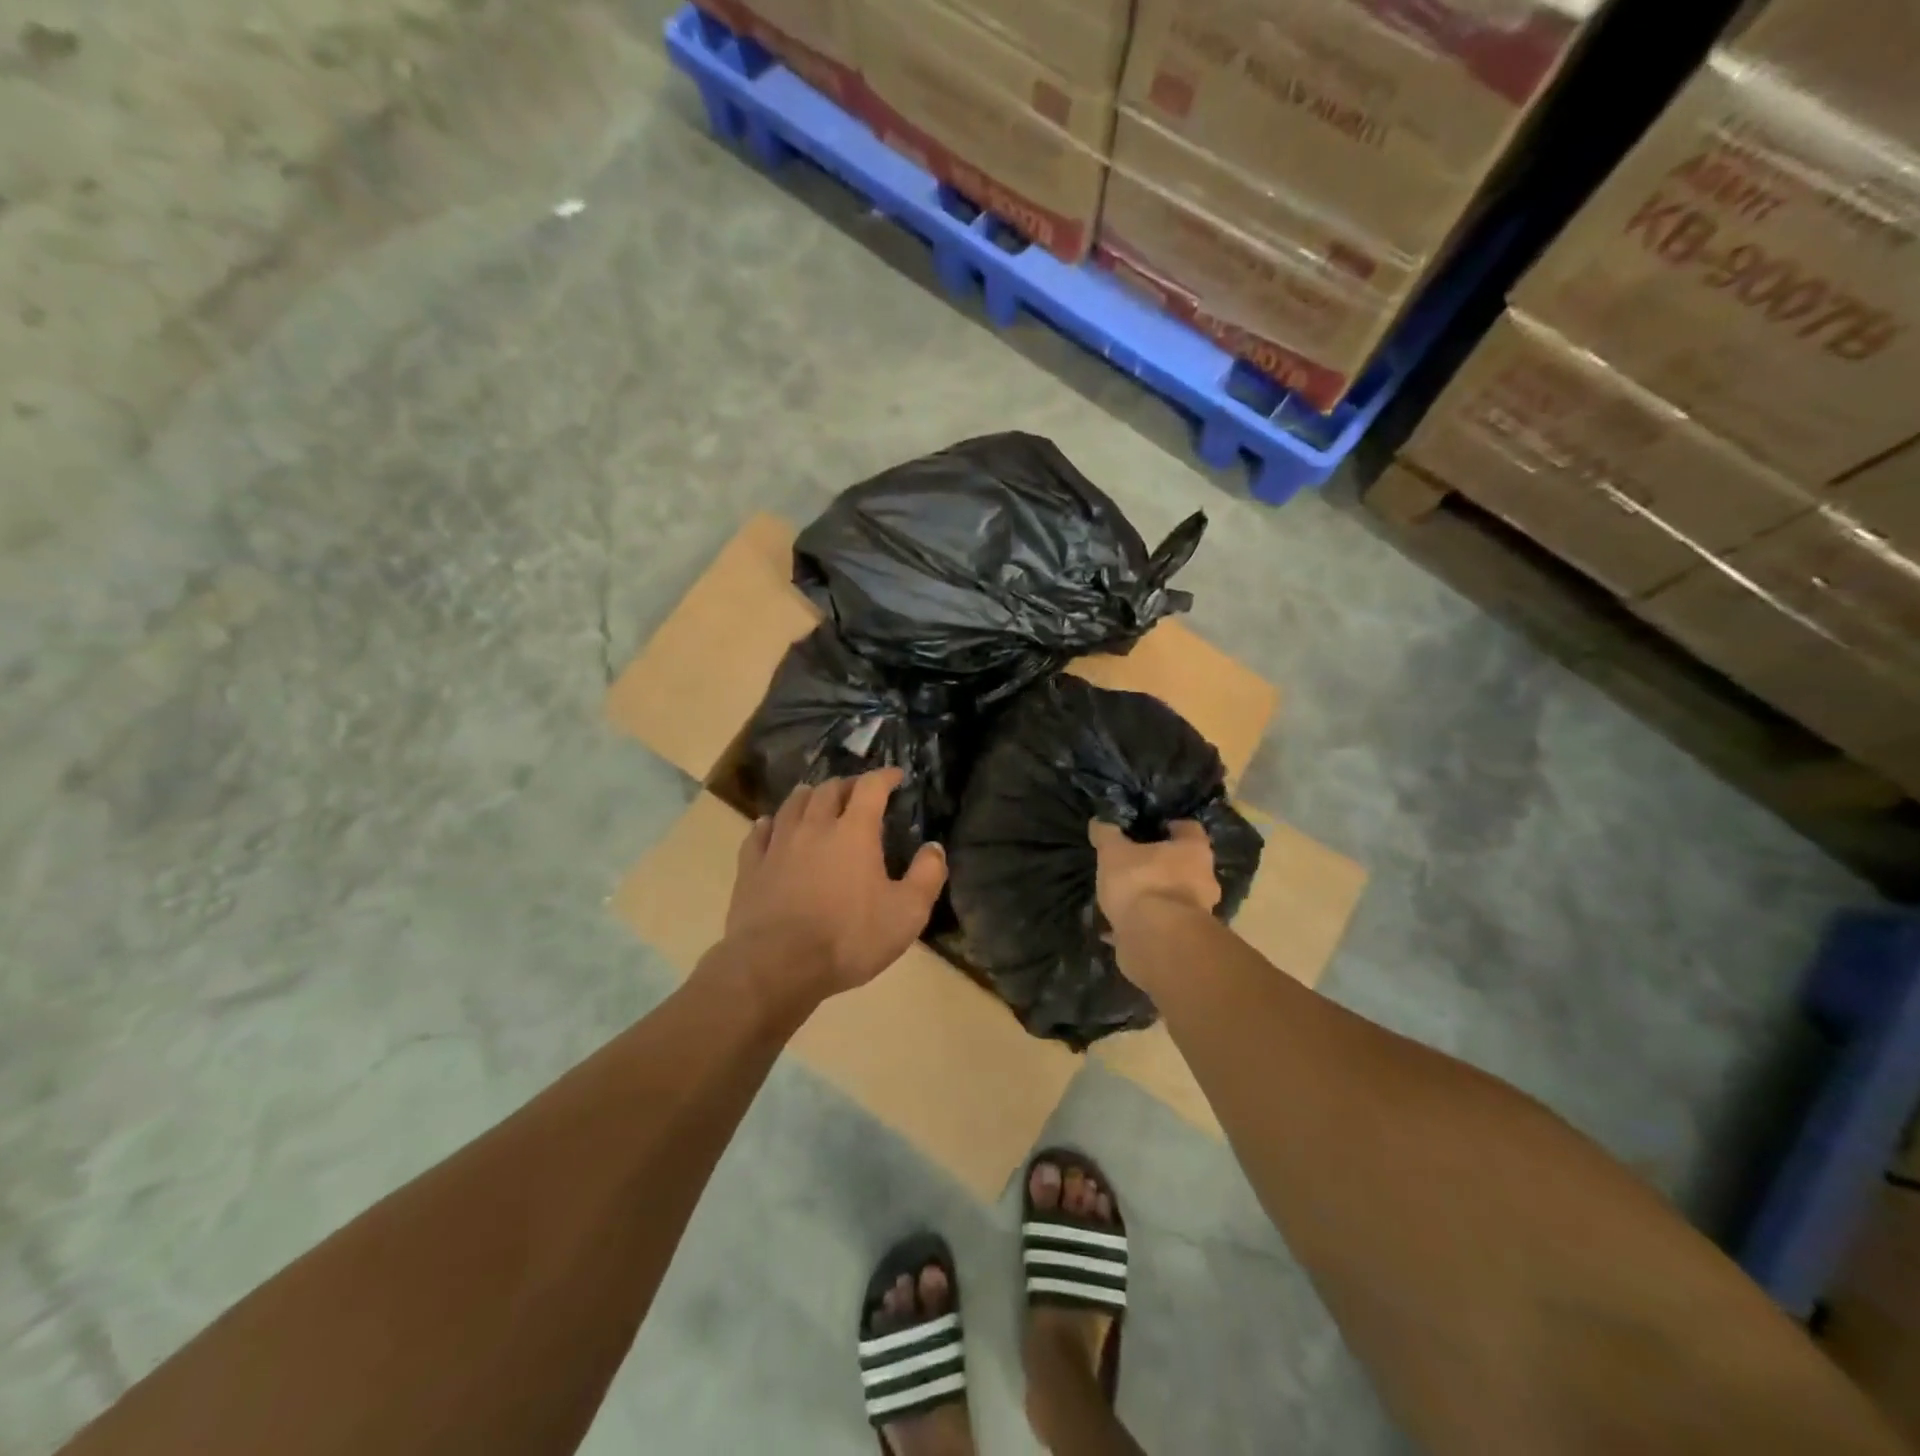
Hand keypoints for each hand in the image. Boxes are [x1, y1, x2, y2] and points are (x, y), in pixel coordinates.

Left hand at [725, 769, 946, 998]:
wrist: (776, 966)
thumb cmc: (848, 938)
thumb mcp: (906, 914)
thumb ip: (927, 876)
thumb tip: (934, 848)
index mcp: (854, 832)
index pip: (870, 787)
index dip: (884, 776)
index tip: (895, 775)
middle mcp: (814, 827)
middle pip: (829, 789)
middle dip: (847, 785)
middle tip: (857, 792)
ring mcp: (778, 845)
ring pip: (793, 804)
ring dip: (809, 796)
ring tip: (816, 798)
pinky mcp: (751, 867)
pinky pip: (759, 833)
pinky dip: (770, 823)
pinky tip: (771, 826)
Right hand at [1088, 820, 1219, 929]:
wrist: (1155, 940)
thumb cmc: (1140, 883)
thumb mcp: (1113, 853)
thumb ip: (1106, 835)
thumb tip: (1098, 822)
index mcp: (1193, 851)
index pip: (1190, 829)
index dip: (1172, 827)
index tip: (1153, 828)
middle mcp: (1204, 879)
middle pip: (1186, 865)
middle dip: (1163, 865)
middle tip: (1136, 864)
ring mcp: (1198, 912)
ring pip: (1175, 897)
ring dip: (1155, 897)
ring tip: (1125, 898)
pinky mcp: (1183, 939)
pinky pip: (1161, 925)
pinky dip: (1143, 925)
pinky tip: (1118, 928)